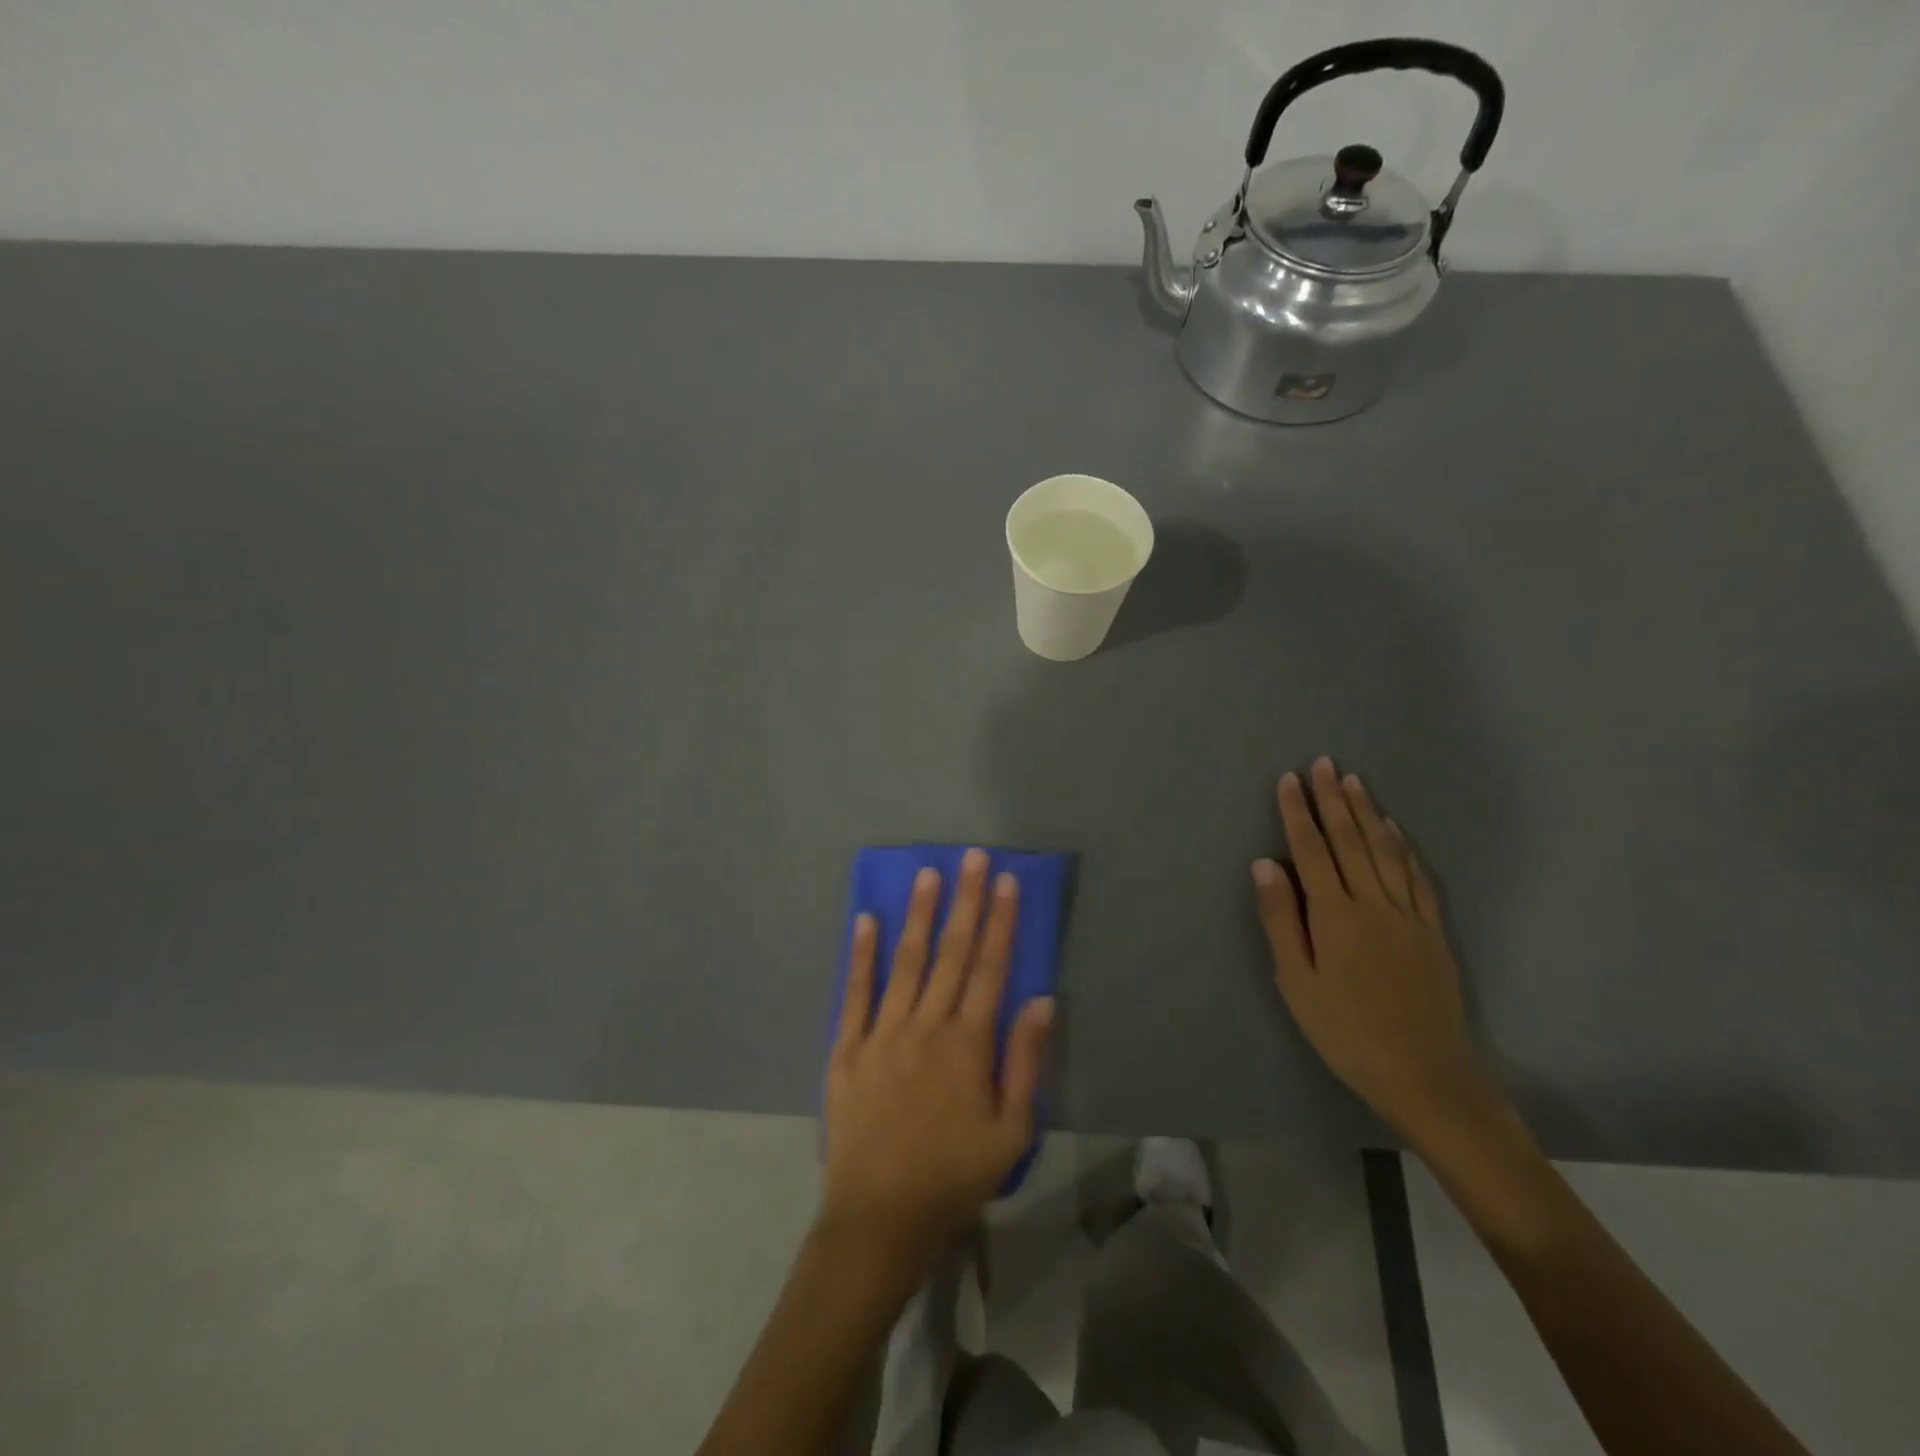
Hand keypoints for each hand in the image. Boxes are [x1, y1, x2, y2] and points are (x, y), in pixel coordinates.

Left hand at [821, 849, 1053, 1269]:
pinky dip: (861, 954)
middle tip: (972, 857)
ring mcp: (882, 1033)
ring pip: (906, 961)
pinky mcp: (847, 1048)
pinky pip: (855, 992)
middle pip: (951, 952)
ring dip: (919, 915)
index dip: (1001, 921)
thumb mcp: (1011, 1131)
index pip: (991, 968)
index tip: (1007, 881)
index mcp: (968, 1043)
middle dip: (966, 901)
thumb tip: (1041, 999)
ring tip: (928, 873)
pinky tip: (865, 920)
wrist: (879, 1218)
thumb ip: (1026, 1061)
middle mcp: (926, 1025)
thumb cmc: (954, 1177)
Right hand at [1252, 757, 1499, 1144]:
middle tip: (1323, 762)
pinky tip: (1393, 830)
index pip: (1311, 850)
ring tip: (1352, 781)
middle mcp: (1372, 902)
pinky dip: (1402, 847)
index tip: (1288, 779)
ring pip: (1384, 850)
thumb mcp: (1296, 981)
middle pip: (1349, 840)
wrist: (1424, 1074)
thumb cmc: (1345, 1031)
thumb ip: (1280, 919)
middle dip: (1332, 799)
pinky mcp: (1432, 930)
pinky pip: (1416, 876)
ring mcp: (1408, 914)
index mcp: (1334, 914)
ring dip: (1366, 812)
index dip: (1297, 812)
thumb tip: (1264, 864)